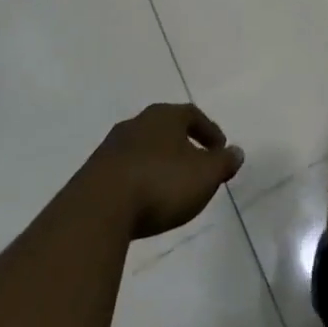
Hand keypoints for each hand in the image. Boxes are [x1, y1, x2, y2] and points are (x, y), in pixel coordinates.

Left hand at [78, 103, 243, 238]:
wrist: (97, 211)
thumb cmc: (160, 184)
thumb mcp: (205, 175)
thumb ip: (224, 162)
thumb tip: (236, 152)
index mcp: (164, 116)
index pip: (192, 115)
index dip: (209, 131)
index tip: (220, 149)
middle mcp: (136, 123)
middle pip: (165, 129)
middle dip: (182, 145)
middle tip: (196, 165)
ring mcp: (110, 148)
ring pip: (142, 149)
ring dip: (158, 163)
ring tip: (169, 186)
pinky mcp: (91, 174)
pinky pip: (123, 171)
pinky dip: (138, 180)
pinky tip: (142, 200)